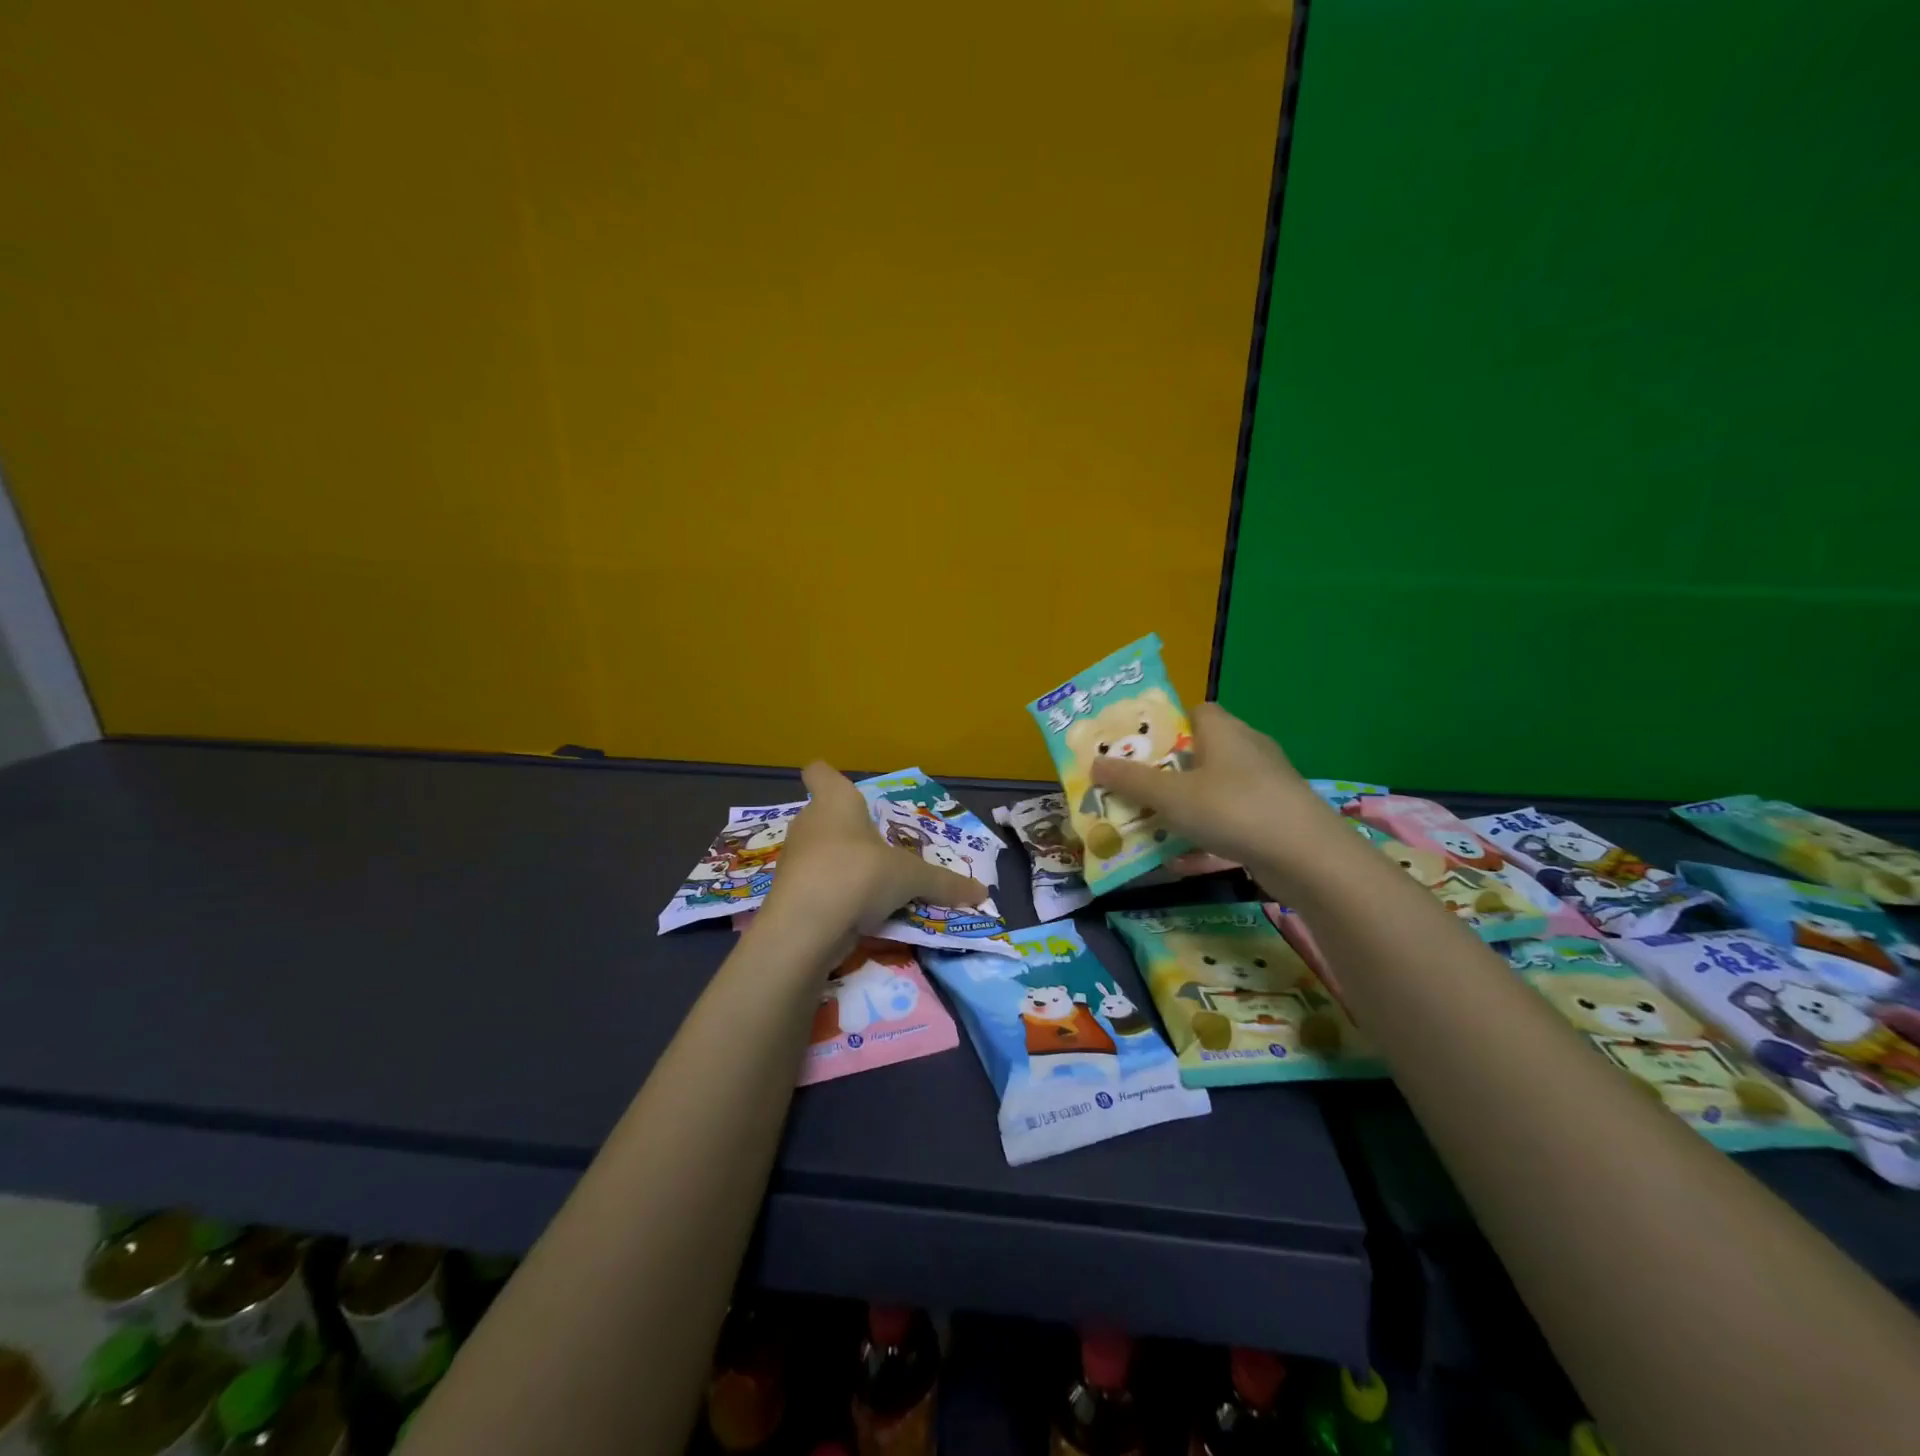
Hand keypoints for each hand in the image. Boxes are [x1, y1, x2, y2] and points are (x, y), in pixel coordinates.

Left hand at [762, 762, 986, 943]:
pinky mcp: (788, 894)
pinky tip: (856, 913)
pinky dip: (832, 896)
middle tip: (878, 846)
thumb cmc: (859, 874)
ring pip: (819, 853)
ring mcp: (794, 859)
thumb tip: (982, 894)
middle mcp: (809, 823)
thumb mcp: (911, 878)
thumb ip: (943, 883)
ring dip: (841, 866)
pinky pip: (815, 886)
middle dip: (848, 831)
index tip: (840, 785)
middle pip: (824, 816)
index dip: (828, 775)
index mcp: (835, 802)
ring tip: (873, 884)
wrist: (806, 927)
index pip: (820, 772)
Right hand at [1088, 702, 1333, 876]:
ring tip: (1150, 823)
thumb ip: (1131, 781)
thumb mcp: (1171, 796)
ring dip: (1184, 805)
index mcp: (1223, 730)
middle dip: (1167, 771)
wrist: (1307, 857)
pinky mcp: (1275, 816)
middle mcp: (1247, 749)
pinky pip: (1230, 817)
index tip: (1136, 749)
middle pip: (1199, 751)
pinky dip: (1207, 832)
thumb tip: (1094, 764)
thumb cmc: (1232, 810)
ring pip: (1213, 788)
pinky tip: (1183, 857)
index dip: (1164, 725)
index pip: (1193, 711)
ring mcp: (1265, 784)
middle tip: (1134, 789)